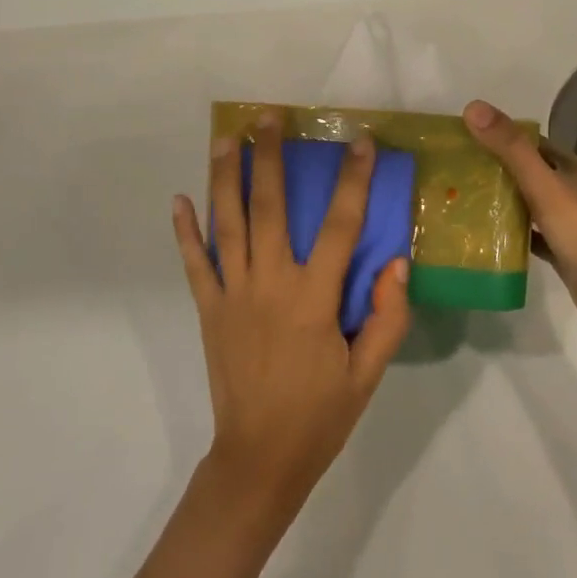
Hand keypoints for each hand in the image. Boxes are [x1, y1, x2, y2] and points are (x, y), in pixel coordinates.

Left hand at [172, 110, 411, 519]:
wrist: (259, 459)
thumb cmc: (320, 415)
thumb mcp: (368, 374)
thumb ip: (388, 317)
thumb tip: (397, 262)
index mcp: (314, 299)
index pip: (339, 226)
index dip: (351, 181)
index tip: (358, 142)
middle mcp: (270, 284)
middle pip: (269, 207)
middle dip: (268, 157)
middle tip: (266, 118)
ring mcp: (233, 294)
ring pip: (227, 224)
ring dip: (224, 178)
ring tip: (225, 139)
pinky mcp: (208, 309)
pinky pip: (194, 263)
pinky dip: (185, 231)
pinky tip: (179, 199)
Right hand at [463, 99, 576, 330]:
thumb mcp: (542, 183)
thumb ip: (509, 147)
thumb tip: (473, 106)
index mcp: (571, 167)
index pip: (530, 144)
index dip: (500, 138)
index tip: (465, 140)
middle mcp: (571, 190)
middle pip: (527, 172)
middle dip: (495, 170)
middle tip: (456, 172)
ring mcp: (568, 222)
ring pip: (528, 203)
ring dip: (501, 201)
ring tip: (462, 199)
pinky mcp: (562, 250)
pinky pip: (530, 234)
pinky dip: (511, 232)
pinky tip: (485, 234)